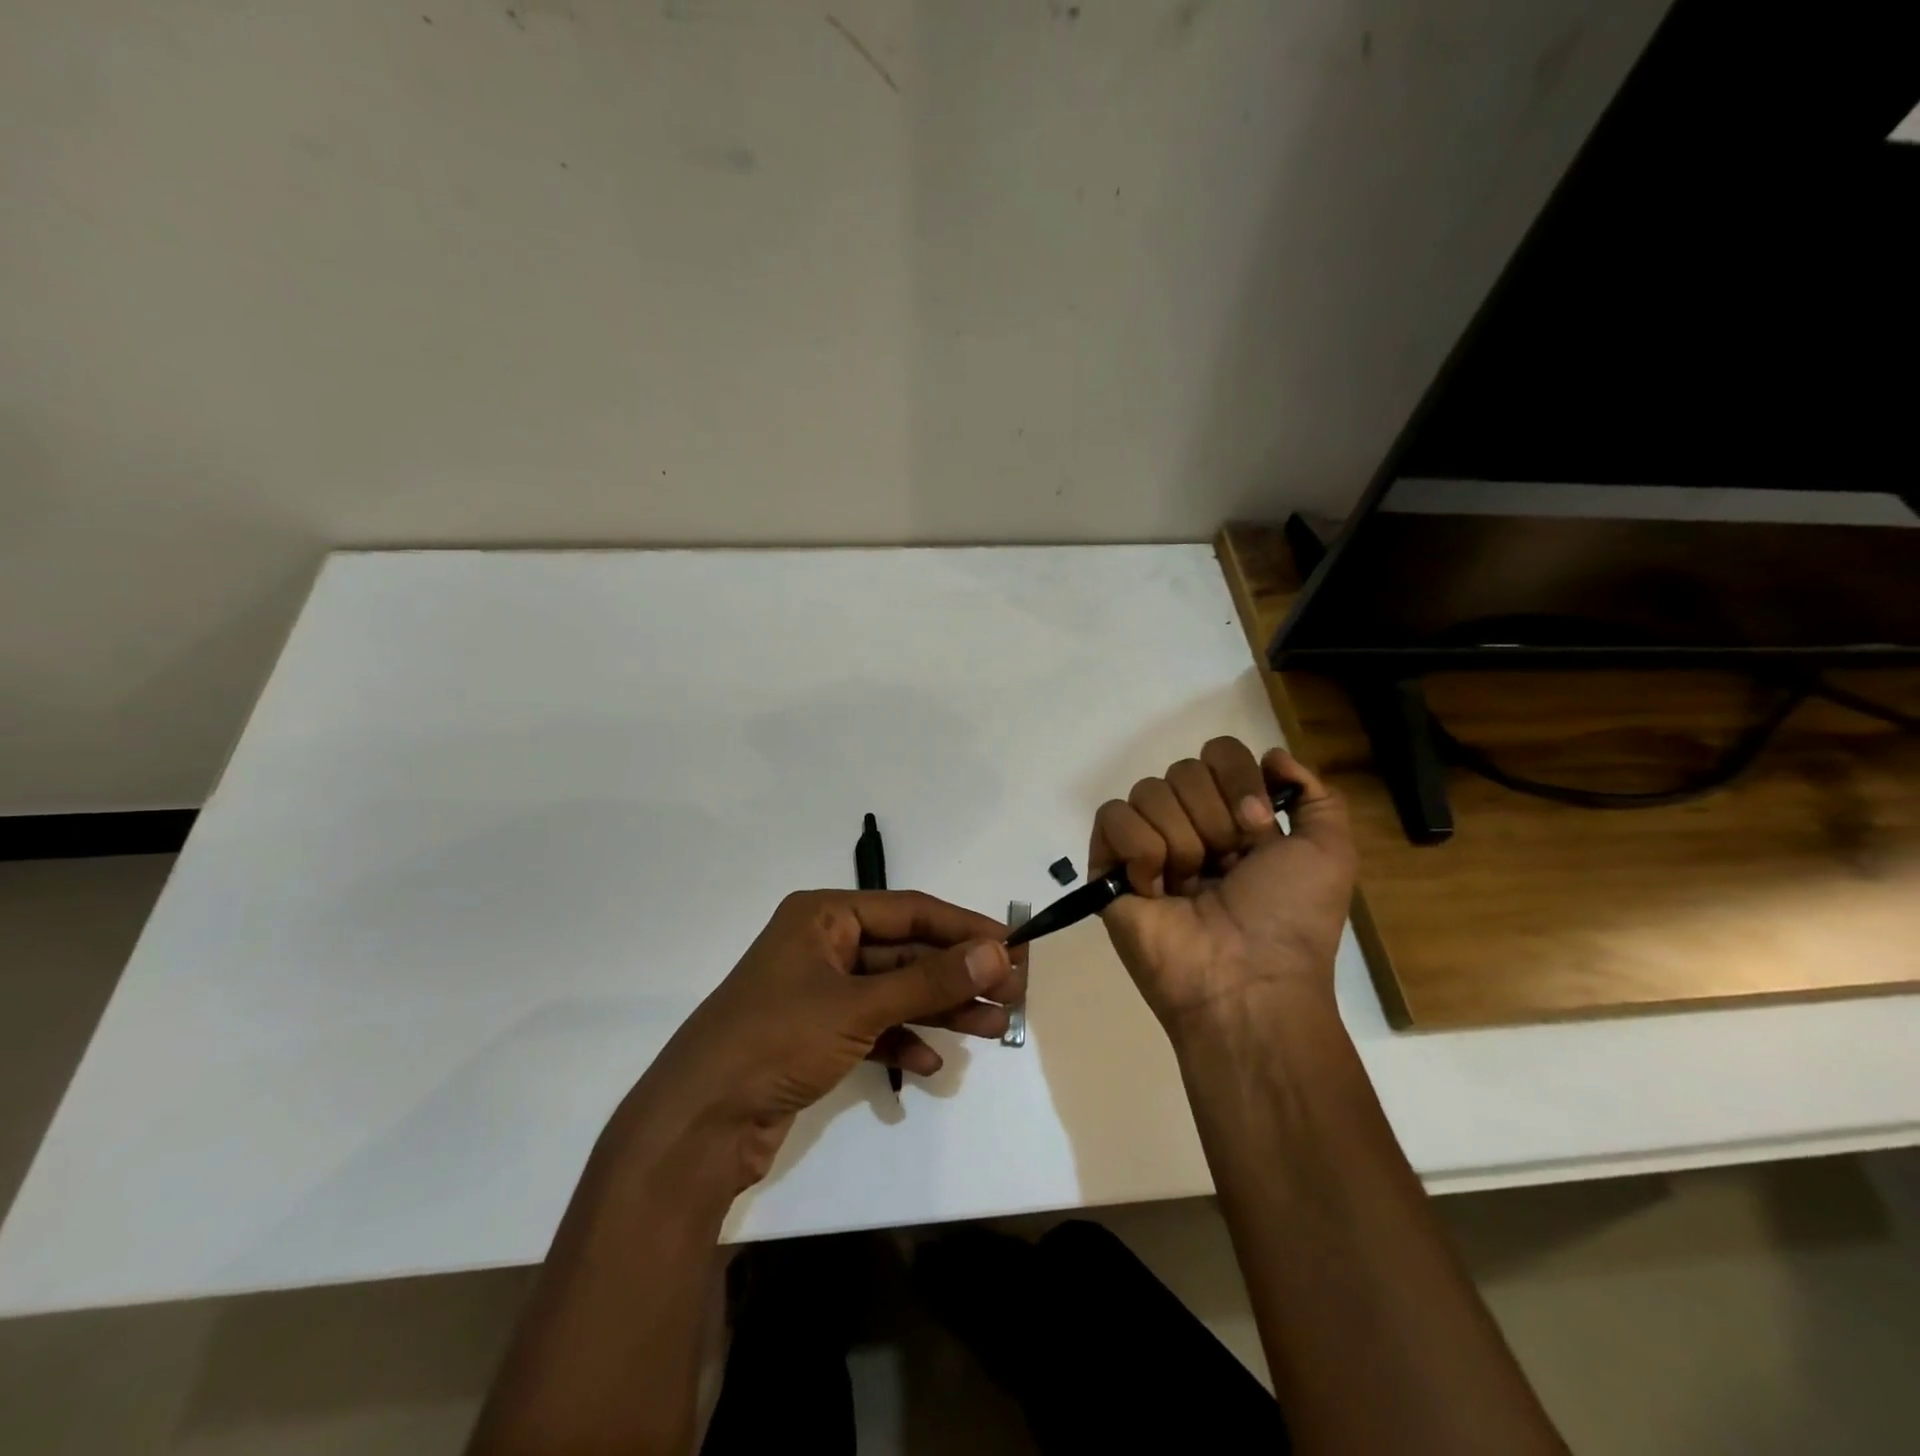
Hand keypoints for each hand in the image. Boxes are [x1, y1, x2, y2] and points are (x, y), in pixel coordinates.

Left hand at [628, 890, 1025, 1190]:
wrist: (698, 1125)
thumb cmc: (776, 1041)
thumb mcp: (859, 1006)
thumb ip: (930, 981)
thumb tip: (998, 952)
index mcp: (824, 916)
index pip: (910, 910)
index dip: (964, 927)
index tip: (1013, 946)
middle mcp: (823, 945)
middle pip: (906, 953)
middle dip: (958, 975)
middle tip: (1014, 994)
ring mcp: (819, 992)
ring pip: (895, 992)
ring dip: (941, 1010)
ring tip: (995, 1029)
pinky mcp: (816, 1036)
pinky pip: (874, 1028)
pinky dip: (903, 1042)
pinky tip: (930, 1064)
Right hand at [1090, 738, 1355, 1038]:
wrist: (1246, 980)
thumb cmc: (1290, 919)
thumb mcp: (1330, 852)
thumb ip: (1316, 795)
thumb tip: (1271, 756)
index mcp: (1234, 816)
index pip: (1219, 753)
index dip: (1238, 780)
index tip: (1258, 827)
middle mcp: (1188, 823)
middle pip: (1183, 769)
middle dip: (1213, 818)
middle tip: (1226, 865)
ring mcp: (1146, 845)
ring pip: (1148, 791)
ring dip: (1181, 841)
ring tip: (1189, 886)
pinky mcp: (1108, 866)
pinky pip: (1113, 817)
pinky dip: (1139, 850)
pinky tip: (1154, 889)